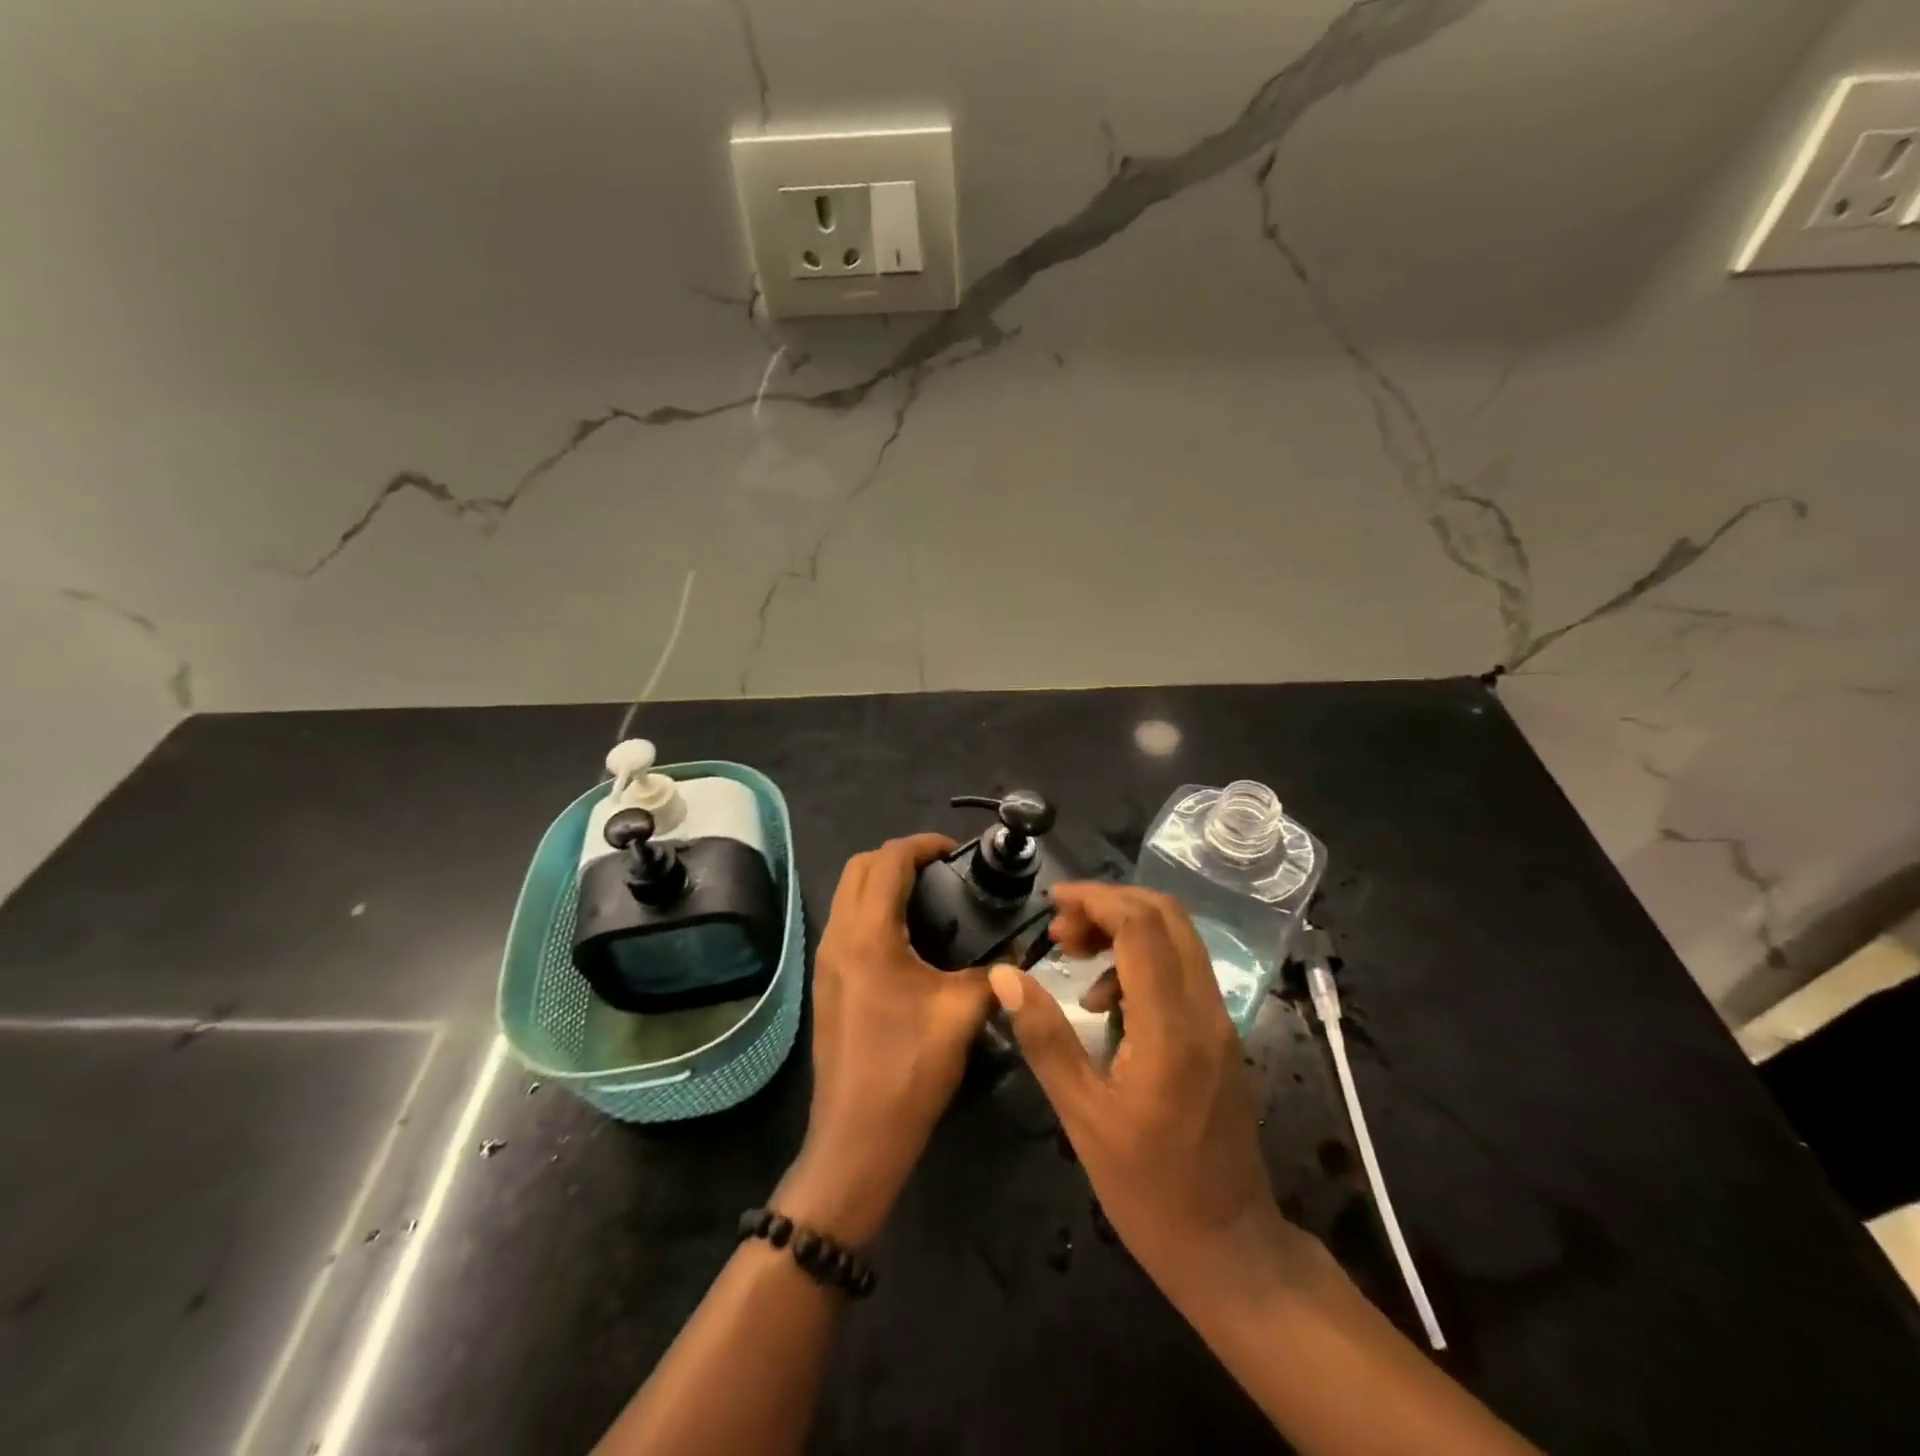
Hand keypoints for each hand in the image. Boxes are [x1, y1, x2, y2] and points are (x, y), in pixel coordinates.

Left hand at [778, 835, 994, 1247]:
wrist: (856, 1137)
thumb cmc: (909, 1069)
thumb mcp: (962, 1013)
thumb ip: (996, 973)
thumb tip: (1022, 952)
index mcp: (868, 934)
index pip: (888, 860)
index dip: (922, 845)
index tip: (955, 851)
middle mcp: (838, 936)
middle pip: (859, 867)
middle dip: (899, 856)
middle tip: (942, 871)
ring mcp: (826, 959)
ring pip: (848, 894)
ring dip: (882, 881)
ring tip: (930, 897)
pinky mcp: (826, 981)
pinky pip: (846, 922)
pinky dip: (872, 909)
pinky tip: (908, 938)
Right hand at [988, 883, 1290, 1310]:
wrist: (1229, 1247)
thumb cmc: (1148, 1191)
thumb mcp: (1082, 1117)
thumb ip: (1044, 1037)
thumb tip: (1005, 975)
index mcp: (1171, 1028)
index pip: (1141, 926)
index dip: (1096, 899)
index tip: (1052, 903)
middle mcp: (1205, 1010)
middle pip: (1167, 916)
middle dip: (1109, 904)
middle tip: (1060, 929)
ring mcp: (1219, 1021)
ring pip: (1177, 938)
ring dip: (1124, 928)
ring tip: (1073, 956)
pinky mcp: (1219, 1035)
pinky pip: (1181, 970)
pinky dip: (1140, 960)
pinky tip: (1104, 1002)